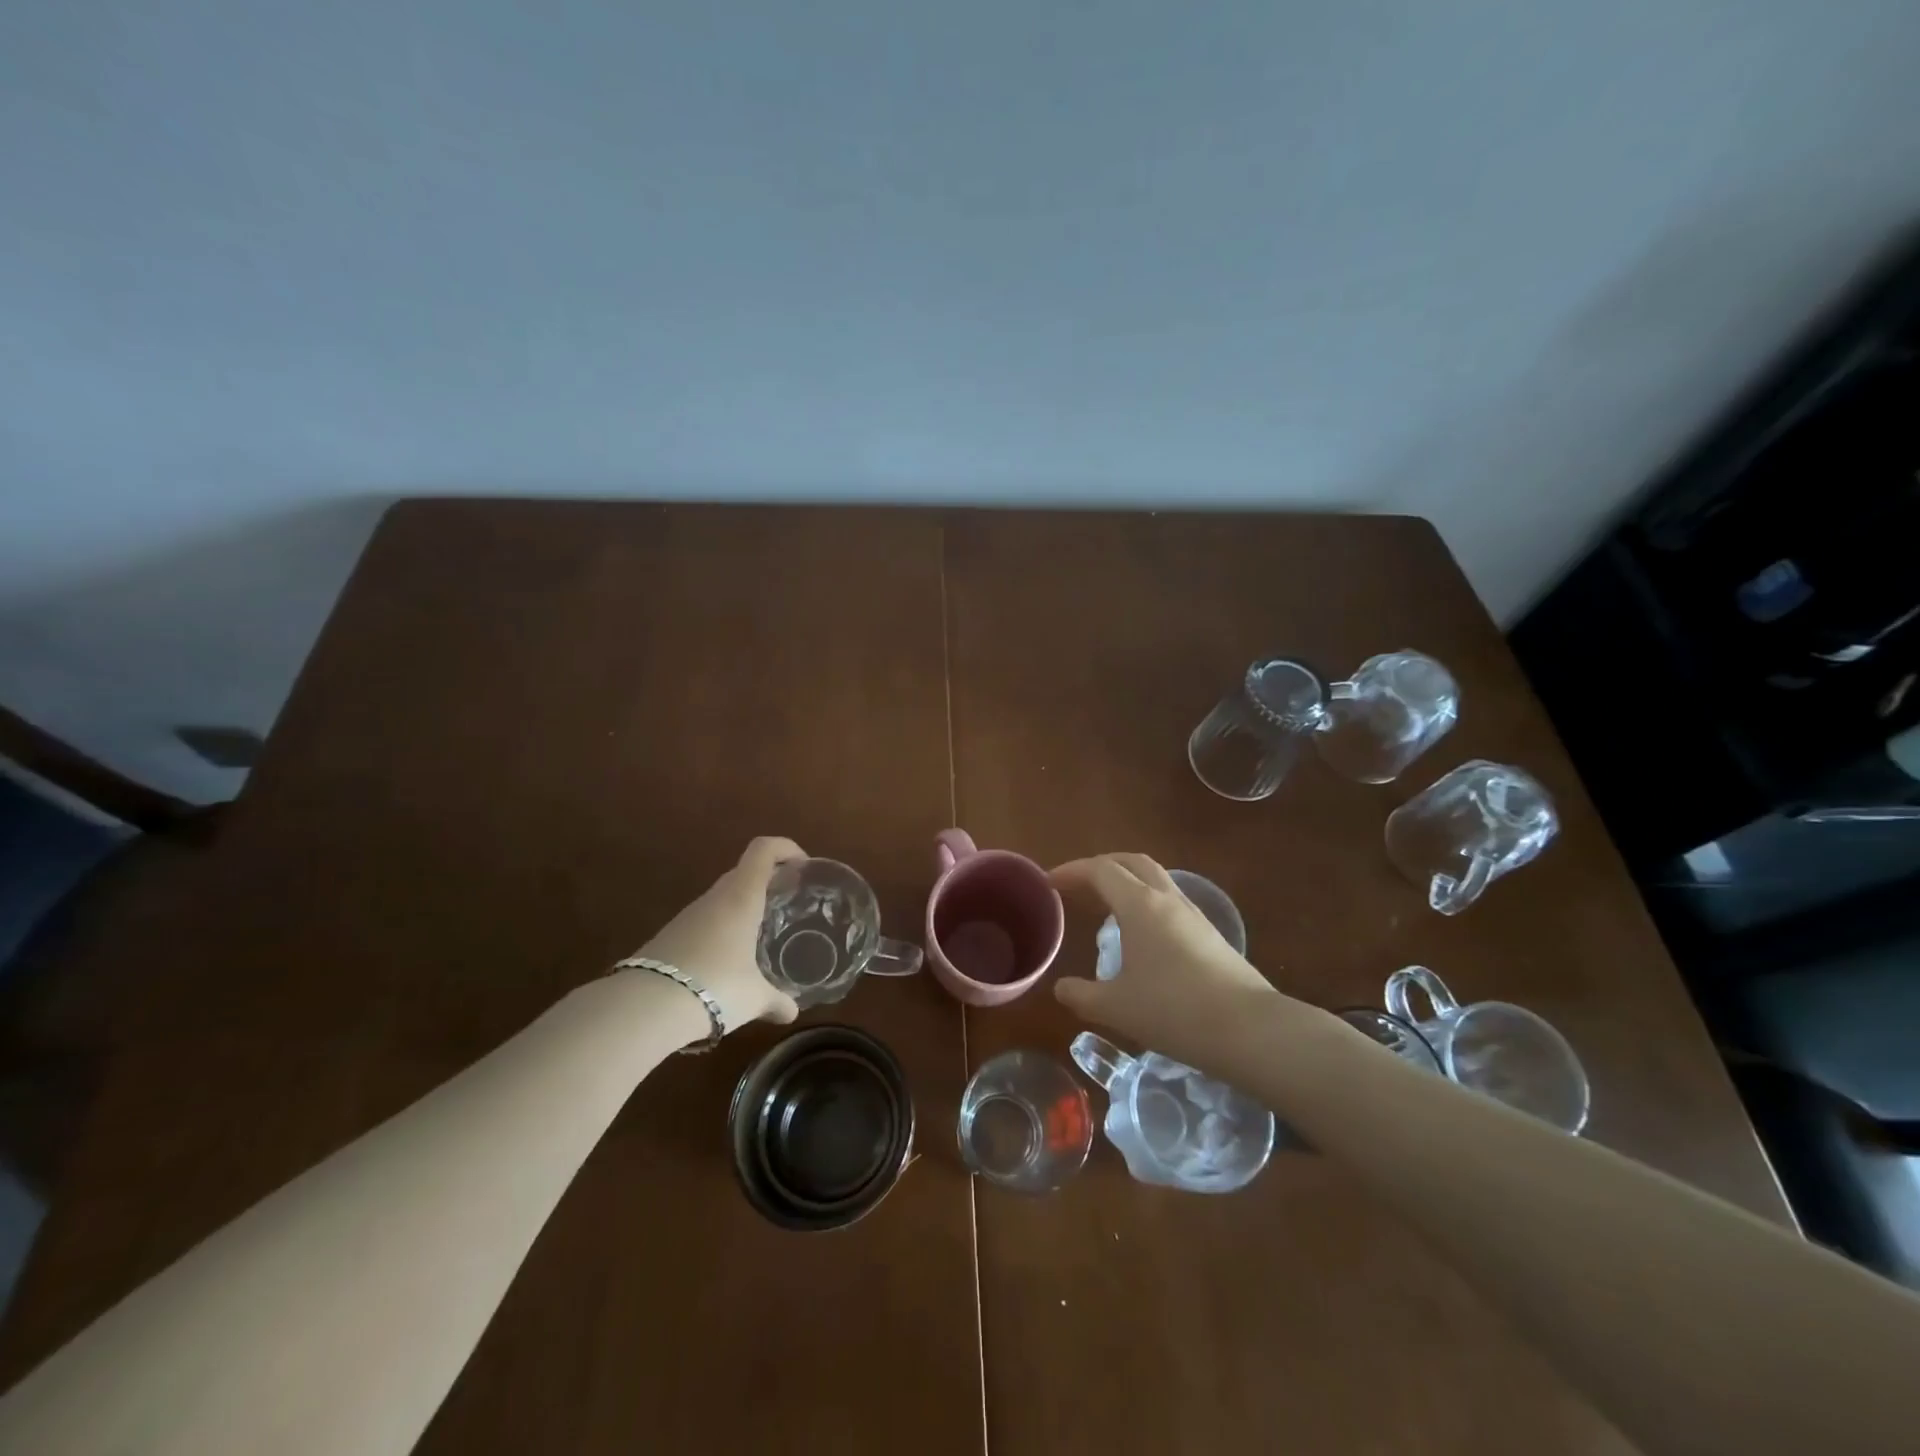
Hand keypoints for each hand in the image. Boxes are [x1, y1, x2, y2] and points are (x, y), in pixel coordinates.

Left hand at [632, 837, 802, 1034]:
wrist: (644, 1008)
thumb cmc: (715, 987)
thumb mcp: (754, 998)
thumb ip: (777, 1001)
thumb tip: (792, 1012)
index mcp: (742, 897)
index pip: (763, 850)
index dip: (785, 848)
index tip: (803, 866)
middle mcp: (715, 898)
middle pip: (744, 872)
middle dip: (768, 881)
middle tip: (789, 904)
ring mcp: (688, 916)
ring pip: (723, 898)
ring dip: (744, 907)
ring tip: (762, 934)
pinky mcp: (669, 937)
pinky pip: (705, 921)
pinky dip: (723, 930)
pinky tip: (730, 960)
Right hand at [1050, 853, 1279, 1064]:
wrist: (1250, 1030)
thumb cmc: (1174, 1010)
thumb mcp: (1117, 1007)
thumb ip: (1083, 995)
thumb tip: (1061, 988)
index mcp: (1139, 905)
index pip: (1100, 870)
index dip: (1072, 871)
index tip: (1049, 883)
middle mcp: (1166, 899)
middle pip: (1132, 862)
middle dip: (1101, 866)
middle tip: (1078, 884)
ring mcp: (1193, 914)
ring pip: (1156, 879)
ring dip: (1128, 881)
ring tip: (1106, 906)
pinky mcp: (1210, 934)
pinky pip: (1170, 901)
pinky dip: (1147, 902)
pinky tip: (1141, 934)